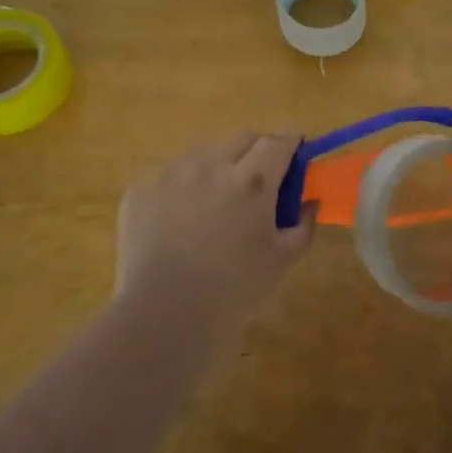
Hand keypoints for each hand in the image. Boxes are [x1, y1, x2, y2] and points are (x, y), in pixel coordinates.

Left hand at [114, 133, 313, 335]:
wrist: (163, 313)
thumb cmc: (232, 290)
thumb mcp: (282, 262)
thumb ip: (303, 226)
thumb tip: (309, 203)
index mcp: (253, 181)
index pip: (278, 143)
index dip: (291, 143)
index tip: (296, 153)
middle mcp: (213, 164)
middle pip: (243, 139)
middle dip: (258, 149)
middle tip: (260, 177)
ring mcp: (173, 172)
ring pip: (204, 154)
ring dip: (218, 166)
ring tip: (215, 201)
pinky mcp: (141, 187)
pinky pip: (169, 174)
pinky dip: (182, 187)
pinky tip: (178, 218)